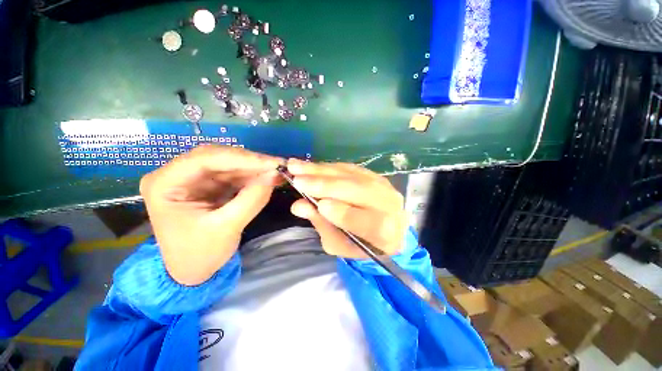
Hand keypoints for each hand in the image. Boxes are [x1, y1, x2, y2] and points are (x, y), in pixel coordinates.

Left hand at [140, 145, 281, 285]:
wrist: (193, 271)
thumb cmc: (200, 254)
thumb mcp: (227, 228)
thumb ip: (252, 199)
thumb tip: (274, 175)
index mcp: (165, 184)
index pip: (204, 159)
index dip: (241, 158)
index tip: (272, 163)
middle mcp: (177, 174)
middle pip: (217, 157)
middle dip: (250, 161)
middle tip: (278, 166)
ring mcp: (194, 178)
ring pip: (229, 163)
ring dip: (255, 168)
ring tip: (278, 172)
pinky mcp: (210, 184)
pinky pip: (234, 174)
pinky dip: (253, 175)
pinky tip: (269, 178)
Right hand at [287, 159, 407, 258]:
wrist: (388, 227)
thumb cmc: (361, 242)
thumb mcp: (340, 244)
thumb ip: (322, 225)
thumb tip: (299, 205)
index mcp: (383, 232)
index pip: (362, 220)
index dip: (339, 212)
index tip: (317, 205)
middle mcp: (387, 204)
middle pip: (356, 190)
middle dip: (324, 185)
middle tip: (297, 179)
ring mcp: (382, 185)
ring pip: (350, 174)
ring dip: (321, 170)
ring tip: (296, 166)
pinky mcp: (374, 174)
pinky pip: (349, 167)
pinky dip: (328, 167)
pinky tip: (312, 166)